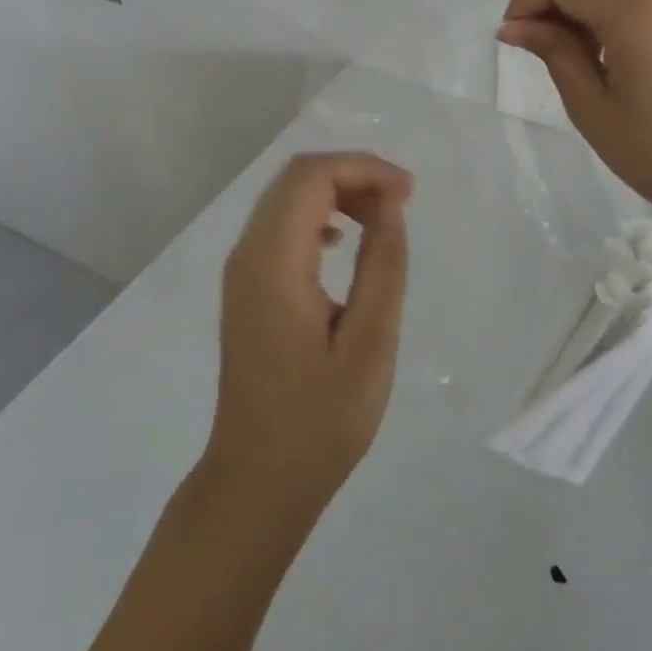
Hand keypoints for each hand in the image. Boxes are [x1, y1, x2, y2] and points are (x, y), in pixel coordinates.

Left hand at [202, 152, 413, 522]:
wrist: (256, 482)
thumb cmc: (319, 421)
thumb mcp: (370, 342)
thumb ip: (383, 264)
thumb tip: (390, 204)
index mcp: (273, 262)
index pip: (312, 176)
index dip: (364, 168)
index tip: (409, 193)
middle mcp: (248, 254)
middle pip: (296, 178)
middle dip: (352, 174)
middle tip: (400, 202)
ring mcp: (242, 271)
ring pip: (287, 198)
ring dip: (337, 193)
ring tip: (381, 220)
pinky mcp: (247, 288)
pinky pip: (281, 225)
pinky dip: (319, 216)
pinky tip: (345, 244)